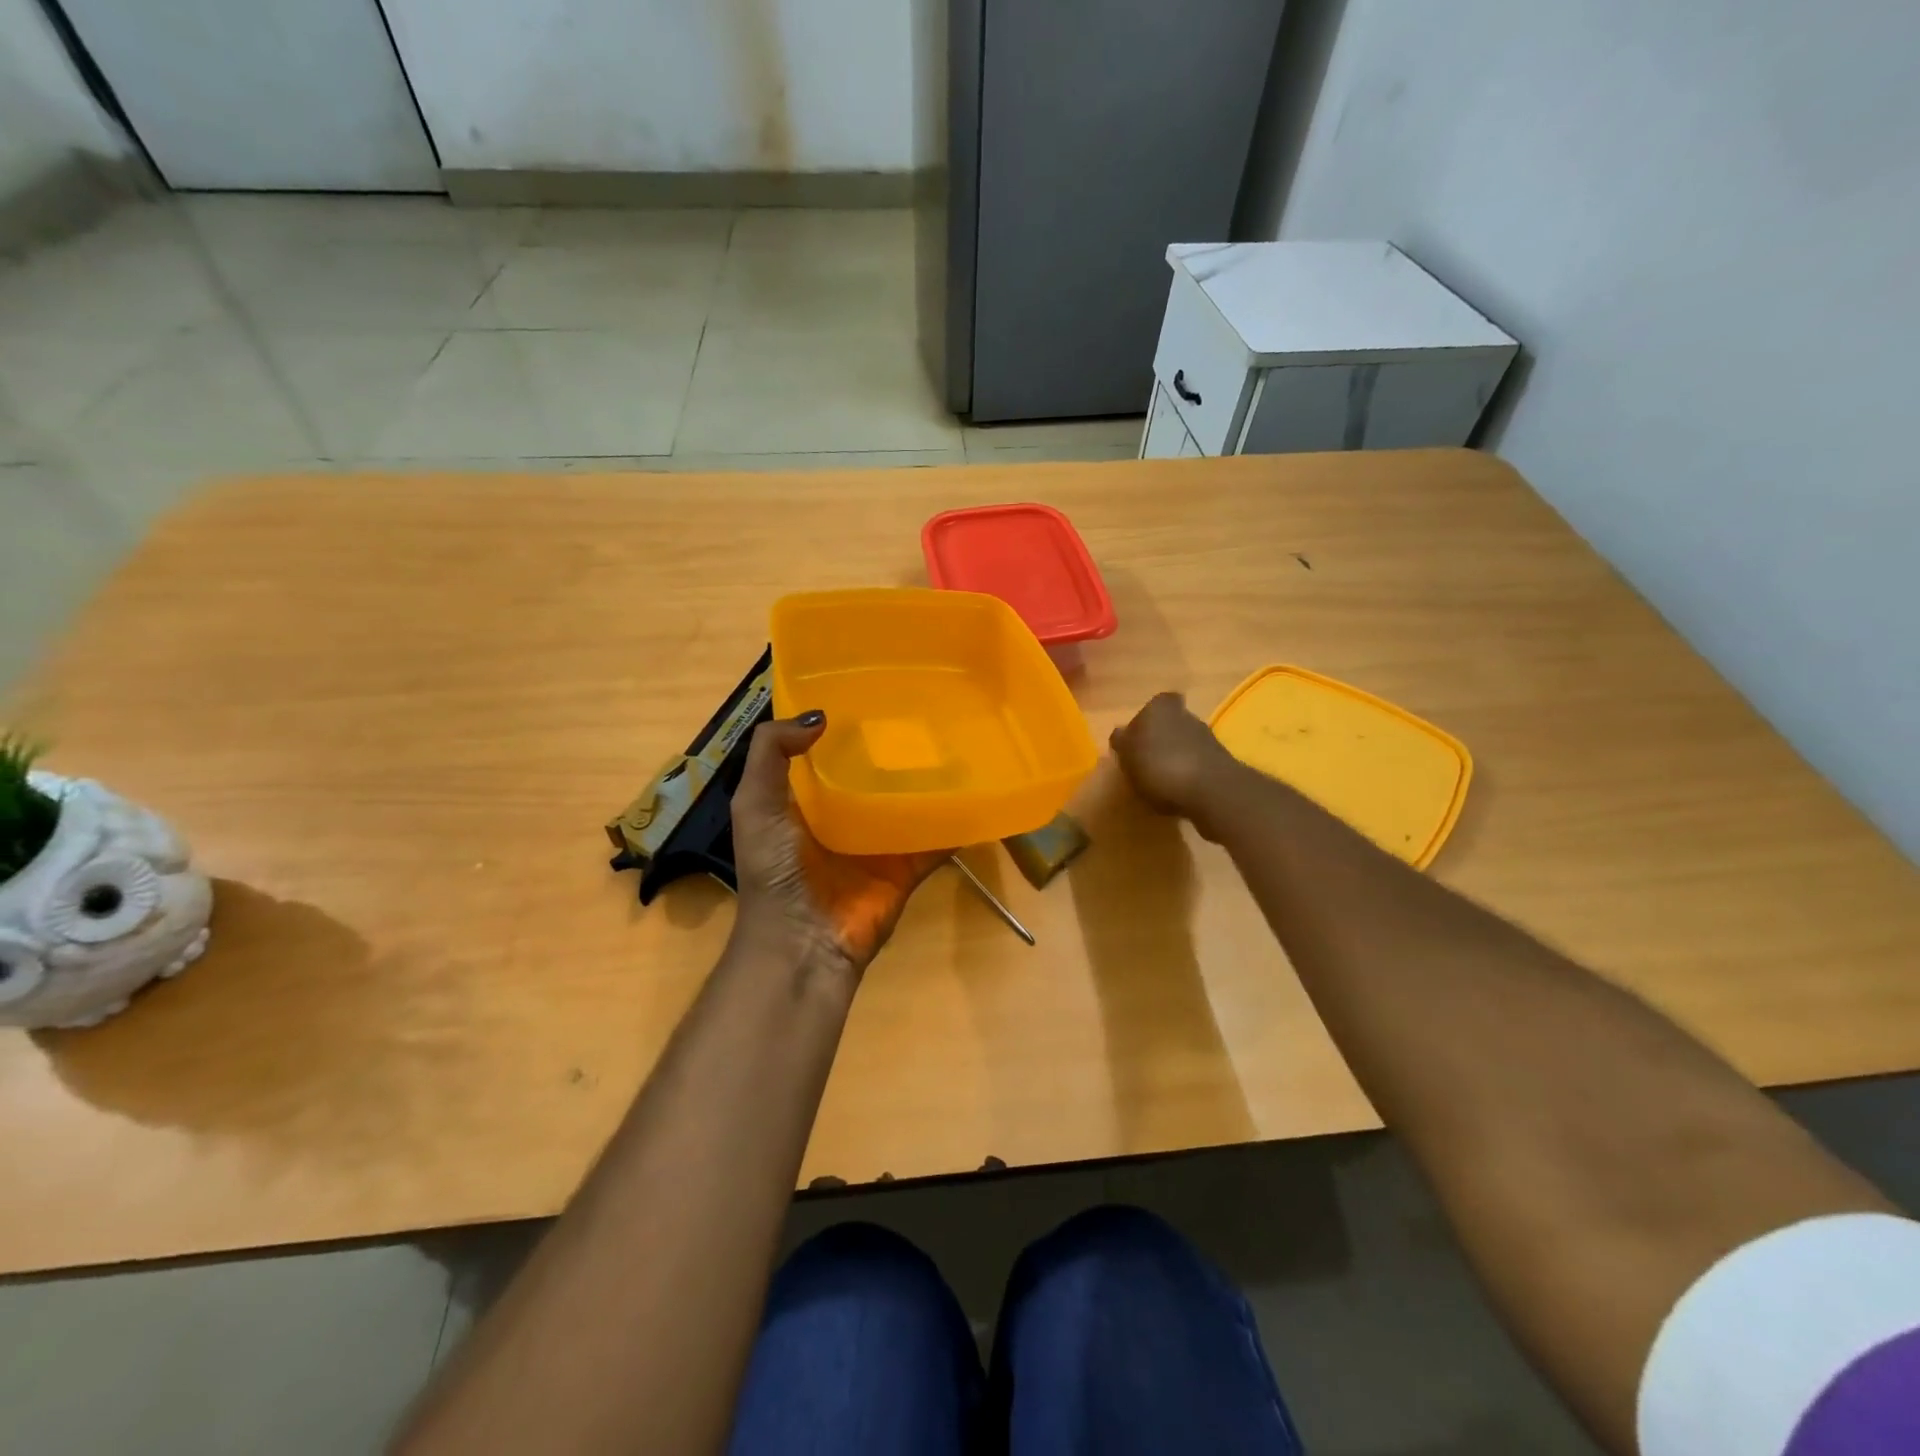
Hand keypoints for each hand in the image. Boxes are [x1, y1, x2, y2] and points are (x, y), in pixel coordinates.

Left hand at [730, 712, 945, 978]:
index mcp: (808, 798)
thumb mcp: (755, 804)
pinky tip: (983, 790)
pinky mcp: (908, 865)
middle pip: (876, 772)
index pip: (829, 751)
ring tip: (963, 737)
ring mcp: (881, 841)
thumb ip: (770, 753)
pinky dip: (959, 820)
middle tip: (931, 704)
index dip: (845, 722)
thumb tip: (820, 716)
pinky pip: (938, 838)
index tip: (874, 686)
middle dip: (897, 745)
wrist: (803, 943)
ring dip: (932, 778)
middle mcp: (846, 814)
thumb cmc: (775, 870)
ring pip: (911, 801)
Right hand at [1109, 692, 1244, 836]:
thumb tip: (1120, 733)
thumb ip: (1121, 741)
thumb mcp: (1127, 753)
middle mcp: (1187, 715)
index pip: (1153, 705)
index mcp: (1160, 707)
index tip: (1137, 739)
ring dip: (1175, 758)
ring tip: (1160, 782)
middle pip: (1170, 724)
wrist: (1210, 791)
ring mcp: (1207, 739)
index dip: (1145, 721)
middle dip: (1160, 739)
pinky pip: (1196, 765)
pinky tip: (1178, 792)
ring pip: (1184, 744)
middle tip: (1145, 761)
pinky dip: (1188, 775)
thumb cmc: (1159, 765)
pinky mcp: (1221, 763)